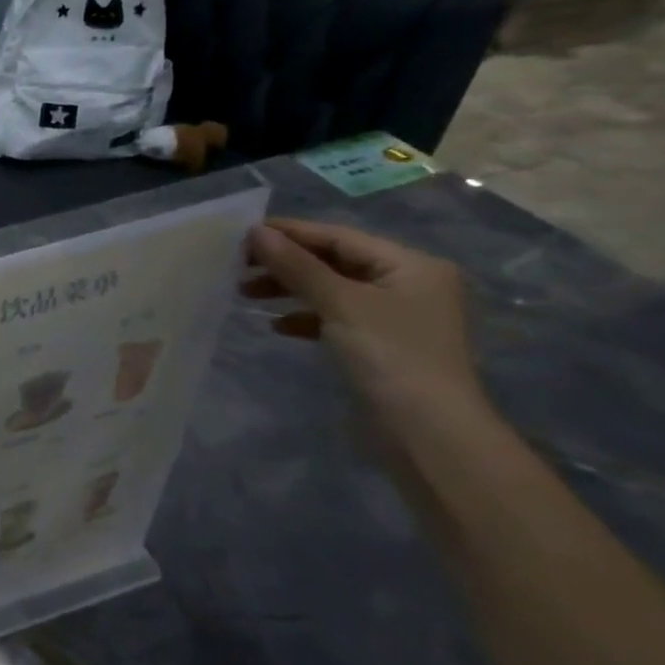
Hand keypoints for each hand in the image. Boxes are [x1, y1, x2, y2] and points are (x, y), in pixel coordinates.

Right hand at [245, 219, 486, 424]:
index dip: (290, 233)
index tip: (242, 233)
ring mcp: (394, 317)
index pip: (339, 237)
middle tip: (237, 266)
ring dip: (289, 290)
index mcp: (410, 265)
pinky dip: (304, 317)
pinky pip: (334, 318)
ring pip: (330, 290)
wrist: (426, 432)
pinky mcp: (379, 345)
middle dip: (286, 263)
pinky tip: (277, 326)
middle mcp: (407, 284)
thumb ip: (296, 266)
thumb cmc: (389, 355)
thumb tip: (255, 232)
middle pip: (334, 262)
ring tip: (246, 294)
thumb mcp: (339, 303)